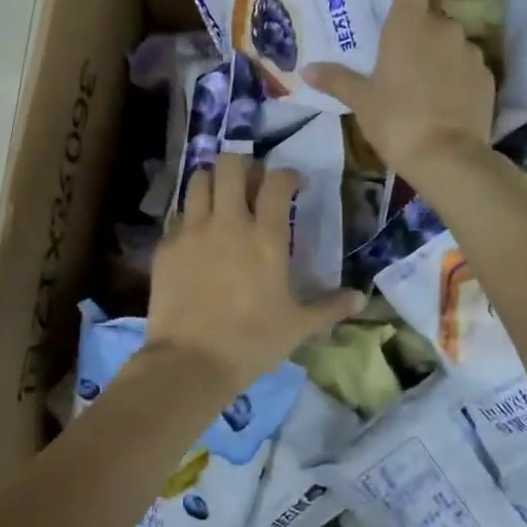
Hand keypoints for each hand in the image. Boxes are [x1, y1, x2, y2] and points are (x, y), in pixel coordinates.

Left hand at [148, 153, 363, 390]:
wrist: (190, 362)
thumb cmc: (251, 342)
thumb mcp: (298, 327)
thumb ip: (330, 307)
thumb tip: (361, 300)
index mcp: (266, 237)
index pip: (277, 182)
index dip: (288, 175)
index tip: (294, 185)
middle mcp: (227, 223)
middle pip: (230, 165)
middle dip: (244, 165)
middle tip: (252, 184)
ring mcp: (192, 231)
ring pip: (199, 181)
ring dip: (213, 182)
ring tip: (222, 200)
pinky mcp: (165, 247)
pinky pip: (179, 216)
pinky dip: (191, 217)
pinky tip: (197, 238)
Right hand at [303, 0, 493, 181]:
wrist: (449, 158)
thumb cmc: (397, 121)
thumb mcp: (361, 102)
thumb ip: (337, 80)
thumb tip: (308, 69)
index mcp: (408, 24)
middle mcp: (443, 27)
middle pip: (427, 12)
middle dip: (412, 24)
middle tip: (394, 48)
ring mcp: (469, 50)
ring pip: (447, 40)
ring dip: (434, 51)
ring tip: (417, 82)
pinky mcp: (486, 75)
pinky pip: (464, 64)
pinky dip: (452, 73)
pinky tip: (440, 99)